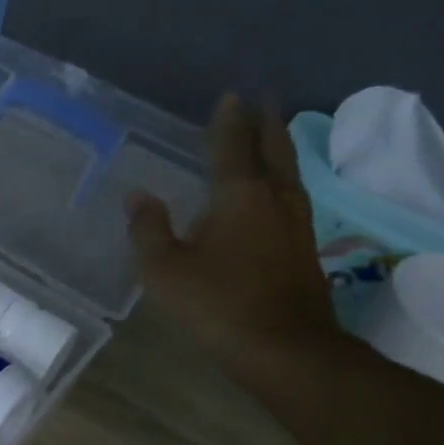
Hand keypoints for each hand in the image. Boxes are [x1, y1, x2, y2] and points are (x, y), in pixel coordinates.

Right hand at [127, 93, 339, 377]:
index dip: (229, 121)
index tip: (232, 95)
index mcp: (238, 196)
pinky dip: (283, 181)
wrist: (285, 349)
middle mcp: (274, 200)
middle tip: (264, 101)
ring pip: (289, 174)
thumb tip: (138, 195)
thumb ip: (149, 229)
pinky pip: (293, 198)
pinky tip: (278, 194)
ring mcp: (296, 225)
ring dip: (280, 150)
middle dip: (266, 124)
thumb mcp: (164, 269)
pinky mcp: (306, 250)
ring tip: (273, 137)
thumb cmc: (217, 304)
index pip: (233, 146)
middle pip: (274, 151)